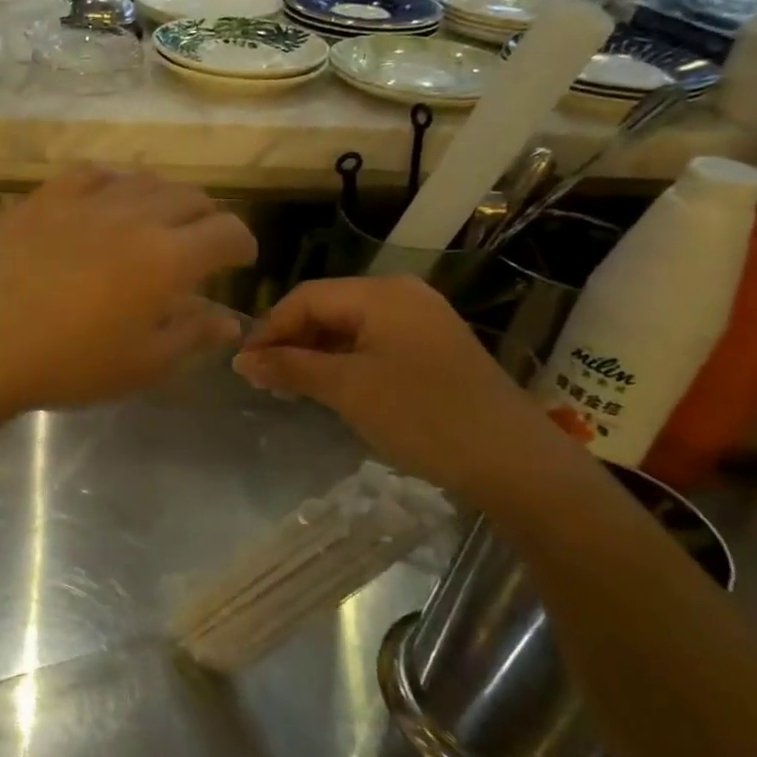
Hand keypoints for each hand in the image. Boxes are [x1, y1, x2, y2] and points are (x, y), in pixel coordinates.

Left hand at [0, 167, 255, 416]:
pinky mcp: (45, 197)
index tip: (238, 261)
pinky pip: (92, 172)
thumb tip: (231, 320)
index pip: (227, 232)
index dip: (242, 244)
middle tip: (200, 245)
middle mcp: (135, 215)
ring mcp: (86, 200)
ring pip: (144, 180)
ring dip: (164, 198)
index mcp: (169, 258)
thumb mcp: (141, 365)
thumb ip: (192, 335)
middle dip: (207, 219)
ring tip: (157, 222)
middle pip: (191, 197)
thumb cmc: (67, 365)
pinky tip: (107, 201)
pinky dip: (114, 183)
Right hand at [233, 275, 588, 507]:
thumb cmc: (422, 415)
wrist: (515, 462)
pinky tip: (330, 390)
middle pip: (327, 309)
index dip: (269, 329)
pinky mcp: (433, 350)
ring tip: (291, 389)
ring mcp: (421, 323)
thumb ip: (290, 368)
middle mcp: (402, 297)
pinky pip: (373, 345)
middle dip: (291, 342)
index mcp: (381, 294)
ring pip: (348, 328)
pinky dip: (344, 363)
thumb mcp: (347, 389)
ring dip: (314, 355)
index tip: (244, 366)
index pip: (305, 297)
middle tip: (265, 381)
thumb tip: (242, 360)